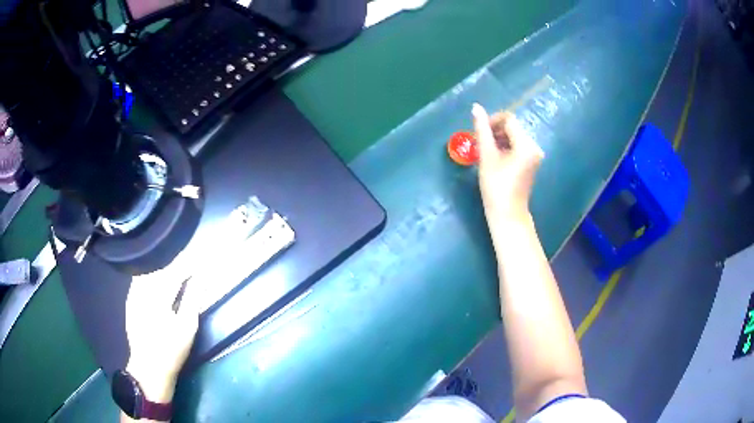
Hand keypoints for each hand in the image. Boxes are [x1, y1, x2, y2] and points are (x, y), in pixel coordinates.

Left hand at [124, 269, 198, 402]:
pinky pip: (140, 280)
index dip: (188, 267)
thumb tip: (200, 278)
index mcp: (158, 295)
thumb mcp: (188, 326)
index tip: (199, 266)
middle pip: (160, 269)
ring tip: (174, 273)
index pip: (174, 272)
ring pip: (148, 273)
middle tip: (188, 268)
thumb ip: (192, 299)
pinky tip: (157, 282)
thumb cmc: (172, 349)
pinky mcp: (130, 301)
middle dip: (174, 266)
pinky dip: (151, 277)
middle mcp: (143, 290)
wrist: (149, 368)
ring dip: (162, 270)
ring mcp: (134, 295)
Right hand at [472, 103, 543, 222]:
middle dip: (495, 131)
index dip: (492, 121)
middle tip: (479, 144)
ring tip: (485, 152)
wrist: (507, 214)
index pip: (509, 119)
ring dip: (498, 140)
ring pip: (514, 137)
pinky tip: (495, 158)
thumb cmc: (496, 186)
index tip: (479, 133)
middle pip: (512, 128)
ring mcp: (534, 155)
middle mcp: (534, 146)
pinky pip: (517, 146)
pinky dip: (505, 148)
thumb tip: (476, 107)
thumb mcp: (486, 155)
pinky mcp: (531, 162)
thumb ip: (482, 130)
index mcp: (526, 144)